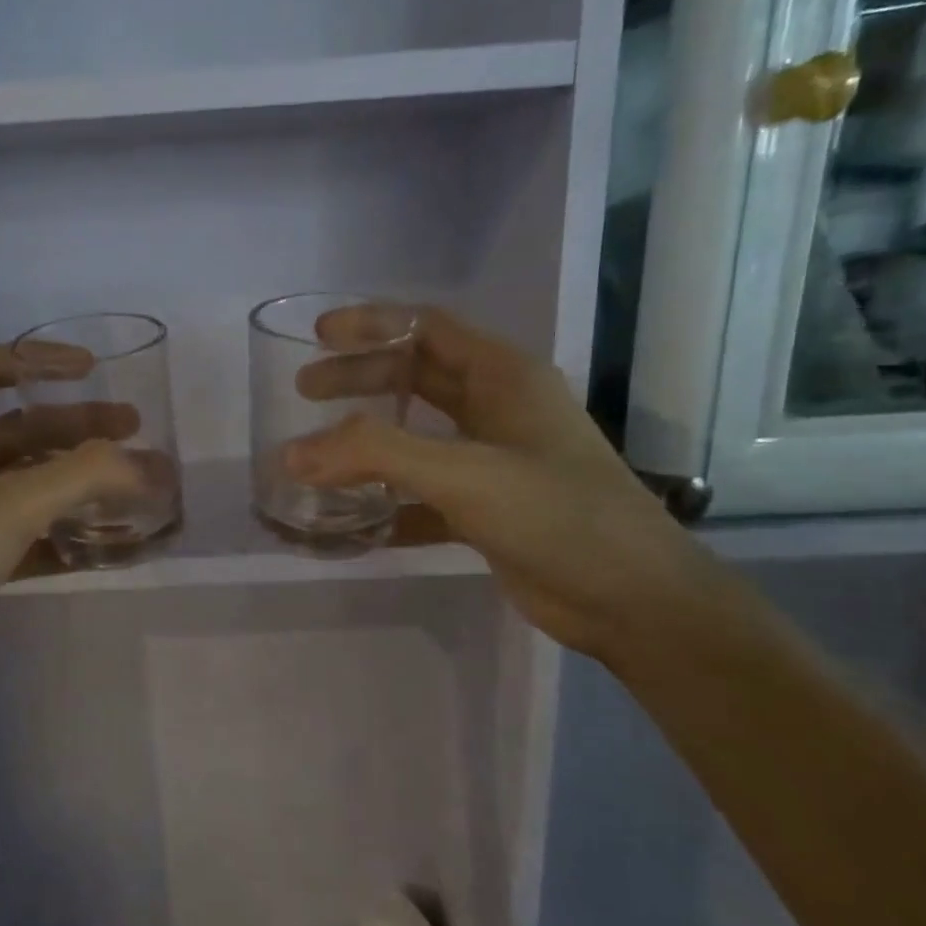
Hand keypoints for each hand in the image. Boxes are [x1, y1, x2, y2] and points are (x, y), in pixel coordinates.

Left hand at [0, 344, 140, 718]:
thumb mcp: (9, 507)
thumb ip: (84, 477)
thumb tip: (153, 467)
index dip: (38, 359)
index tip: (91, 371)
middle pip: (22, 427)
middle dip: (80, 426)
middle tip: (135, 431)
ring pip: (31, 481)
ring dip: (81, 481)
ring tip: (135, 488)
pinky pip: (32, 531)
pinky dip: (70, 531)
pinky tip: (112, 542)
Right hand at [285, 307, 709, 658]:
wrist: (633, 600)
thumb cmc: (557, 516)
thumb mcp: (465, 474)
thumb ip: (377, 456)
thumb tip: (292, 453)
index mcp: (503, 377)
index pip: (426, 328)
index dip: (371, 325)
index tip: (318, 338)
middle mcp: (498, 410)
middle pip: (415, 378)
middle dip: (359, 380)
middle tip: (305, 393)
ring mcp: (495, 462)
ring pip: (417, 438)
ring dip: (368, 445)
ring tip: (317, 456)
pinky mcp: (488, 511)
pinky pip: (424, 496)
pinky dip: (388, 505)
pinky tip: (352, 524)